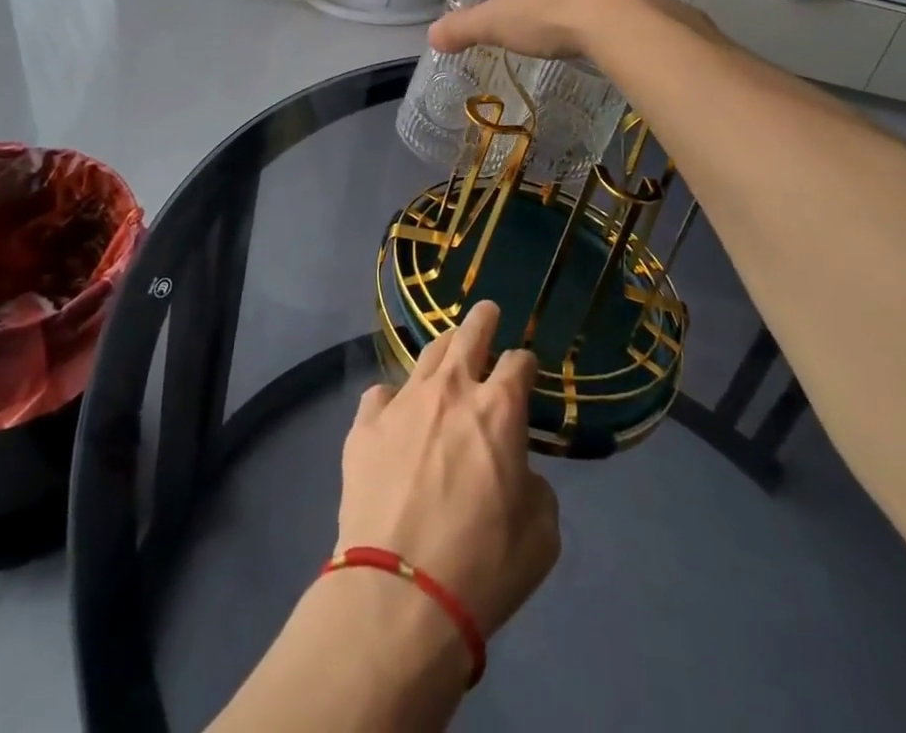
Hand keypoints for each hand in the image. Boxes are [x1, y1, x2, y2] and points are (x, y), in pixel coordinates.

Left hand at [339, 301, 559, 640]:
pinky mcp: (364, 425)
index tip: (525, 370)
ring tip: (447, 352)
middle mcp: (451, 391)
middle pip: (469, 334)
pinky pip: (380, 395)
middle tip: (487, 312)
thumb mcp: (541, 536)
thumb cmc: (483, 567)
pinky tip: (395, 413)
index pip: (518, 362)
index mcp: (499, 410)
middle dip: (482, 319)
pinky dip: (393, 399)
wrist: (400, 593)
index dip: (525, 363)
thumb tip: (516, 472)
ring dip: (442, 350)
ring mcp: (403, 402)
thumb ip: (535, 488)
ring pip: (426, 355)